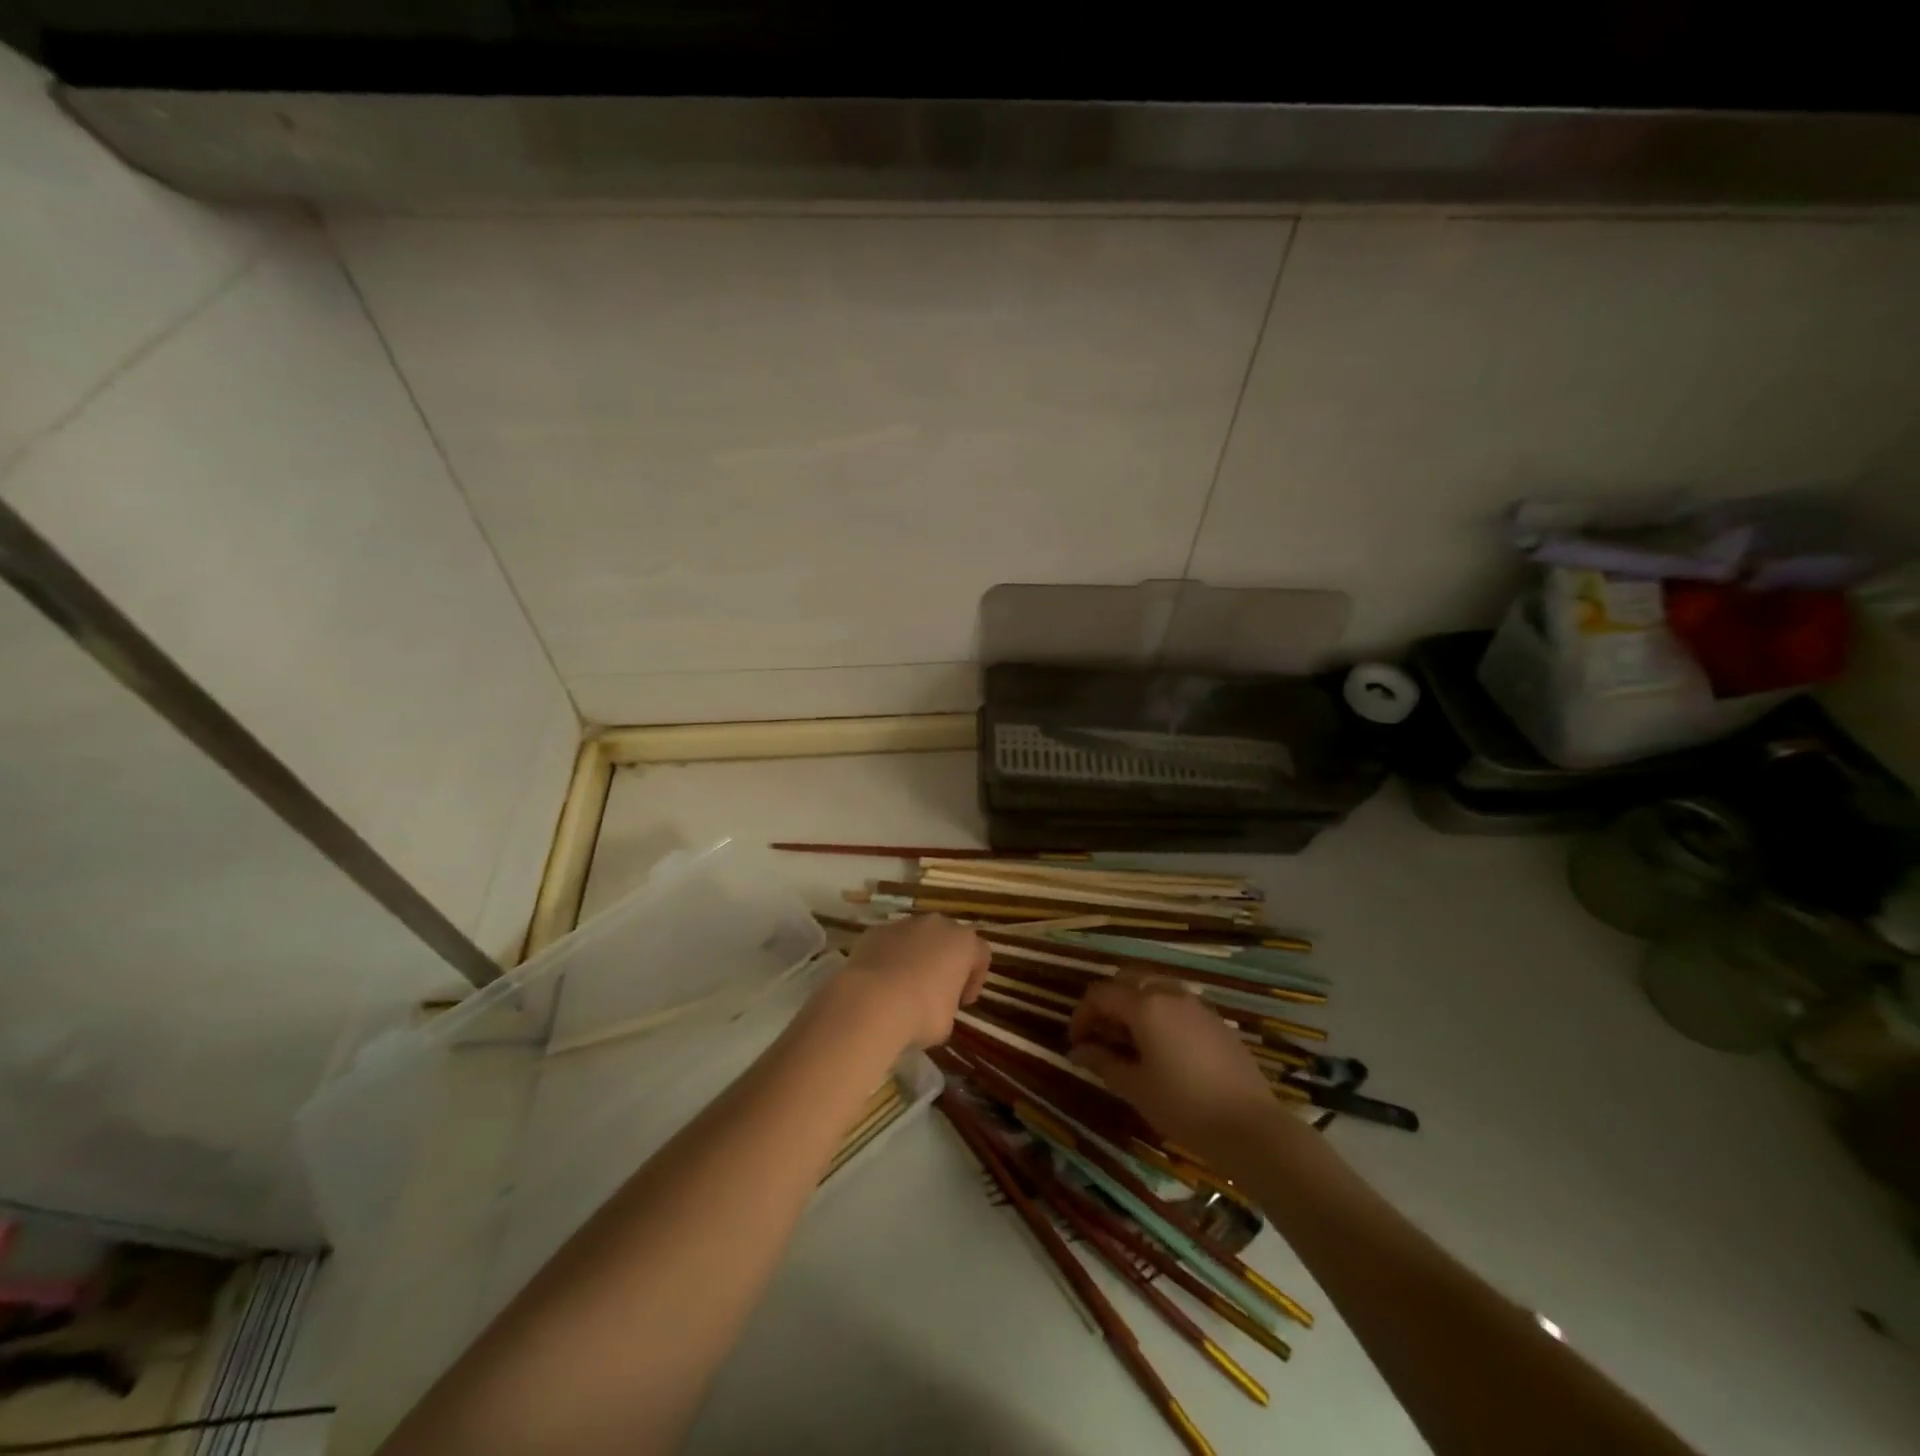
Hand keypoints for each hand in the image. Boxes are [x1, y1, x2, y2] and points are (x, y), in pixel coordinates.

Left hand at [834, 915, 989, 1050]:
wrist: (871, 1003)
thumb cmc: (921, 1013)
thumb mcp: (948, 1021)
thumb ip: (948, 1003)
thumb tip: (936, 1004)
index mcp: (963, 942)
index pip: (981, 954)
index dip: (975, 979)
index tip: (963, 1002)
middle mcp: (936, 925)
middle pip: (947, 939)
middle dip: (944, 961)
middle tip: (936, 991)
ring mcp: (903, 924)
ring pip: (916, 937)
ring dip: (915, 956)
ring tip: (903, 986)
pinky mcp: (875, 931)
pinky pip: (889, 943)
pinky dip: (889, 957)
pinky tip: (881, 983)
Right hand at [1068, 979, 1276, 1152]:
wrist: (1250, 1127)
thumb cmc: (1183, 1106)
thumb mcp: (1135, 1087)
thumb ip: (1103, 1062)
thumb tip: (1077, 1051)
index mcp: (1145, 1006)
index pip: (1101, 995)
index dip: (1082, 1015)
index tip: (1076, 1042)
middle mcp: (1170, 994)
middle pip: (1129, 981)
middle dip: (1109, 1003)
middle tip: (1102, 1035)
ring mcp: (1198, 1005)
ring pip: (1156, 989)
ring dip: (1136, 1006)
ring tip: (1132, 1041)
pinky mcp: (1217, 1021)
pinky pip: (1179, 1004)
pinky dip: (1161, 1014)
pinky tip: (1164, 1048)